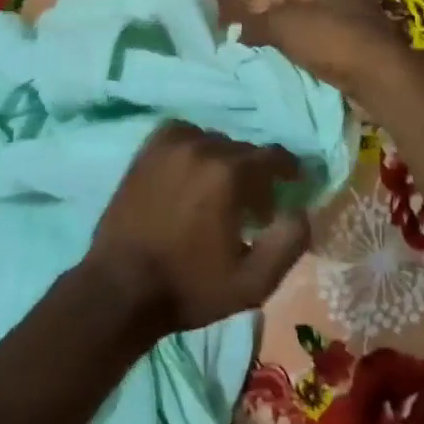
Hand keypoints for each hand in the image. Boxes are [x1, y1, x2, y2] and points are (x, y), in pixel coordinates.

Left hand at [85, 122, 312, 339]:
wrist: (121, 288)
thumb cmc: (190, 287)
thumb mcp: (253, 282)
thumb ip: (288, 243)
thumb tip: (303, 211)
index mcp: (229, 174)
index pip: (273, 156)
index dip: (288, 169)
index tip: (293, 184)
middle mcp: (201, 148)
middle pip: (243, 150)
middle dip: (255, 175)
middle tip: (254, 209)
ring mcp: (169, 146)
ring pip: (213, 141)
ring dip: (224, 161)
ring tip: (219, 192)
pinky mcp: (146, 152)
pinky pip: (182, 135)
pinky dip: (194, 147)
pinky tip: (191, 172)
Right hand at [212, 0, 414, 99]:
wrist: (380, 79)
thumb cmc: (330, 40)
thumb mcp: (283, 25)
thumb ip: (256, 22)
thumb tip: (236, 26)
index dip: (265, 7)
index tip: (250, 30)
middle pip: (304, 10)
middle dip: (283, 27)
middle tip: (263, 47)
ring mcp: (364, 24)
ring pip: (320, 32)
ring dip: (302, 46)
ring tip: (283, 63)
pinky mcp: (371, 52)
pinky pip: (335, 52)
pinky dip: (321, 60)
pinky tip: (309, 73)